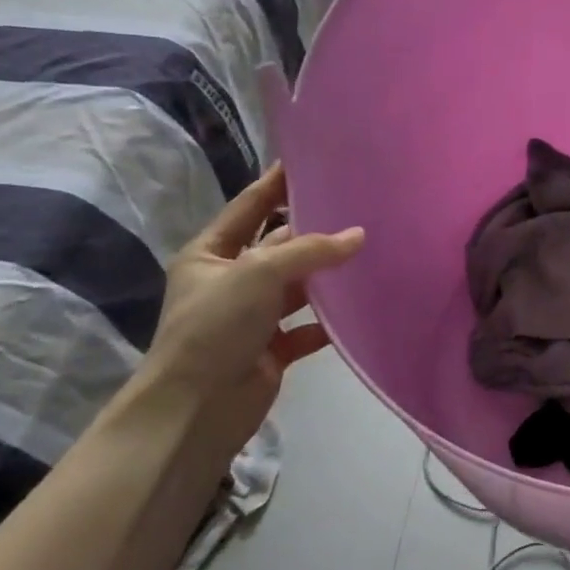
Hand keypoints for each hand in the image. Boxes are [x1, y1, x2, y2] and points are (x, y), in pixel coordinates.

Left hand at [142, 164, 364, 456]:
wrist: (196, 409)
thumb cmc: (215, 327)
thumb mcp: (258, 273)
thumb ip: (311, 250)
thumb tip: (360, 235)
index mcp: (211, 254)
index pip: (250, 206)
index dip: (277, 183)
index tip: (310, 160)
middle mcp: (232, 280)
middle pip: (280, 245)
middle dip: (315, 229)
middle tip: (359, 205)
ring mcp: (253, 316)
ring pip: (299, 285)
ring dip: (328, 274)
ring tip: (372, 250)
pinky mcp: (273, 348)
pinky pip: (310, 326)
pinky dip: (332, 320)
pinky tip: (363, 306)